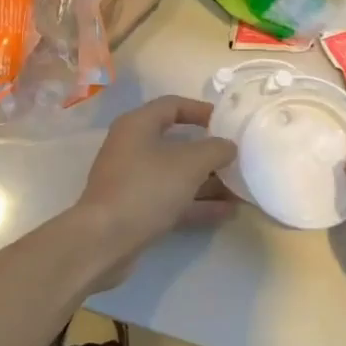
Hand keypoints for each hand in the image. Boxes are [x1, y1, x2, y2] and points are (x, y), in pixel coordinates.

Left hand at [74, 96, 236, 281]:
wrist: (104, 240)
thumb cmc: (146, 188)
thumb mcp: (189, 163)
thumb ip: (215, 149)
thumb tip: (228, 146)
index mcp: (138, 125)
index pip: (173, 105)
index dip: (201, 110)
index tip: (227, 122)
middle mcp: (132, 148)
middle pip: (176, 143)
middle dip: (209, 153)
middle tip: (237, 159)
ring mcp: (132, 180)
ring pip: (176, 175)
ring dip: (207, 182)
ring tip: (240, 189)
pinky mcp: (135, 209)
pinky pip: (171, 199)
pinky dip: (196, 203)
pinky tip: (226, 212)